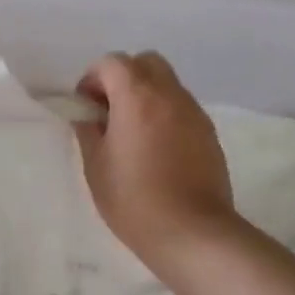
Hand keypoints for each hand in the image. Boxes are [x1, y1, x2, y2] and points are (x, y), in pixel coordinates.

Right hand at [74, 51, 234, 259]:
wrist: (191, 232)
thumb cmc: (133, 199)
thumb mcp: (96, 166)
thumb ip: (88, 131)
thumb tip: (88, 116)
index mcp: (136, 96)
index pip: (112, 62)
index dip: (93, 78)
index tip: (86, 106)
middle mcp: (169, 94)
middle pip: (145, 62)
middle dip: (124, 77)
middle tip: (110, 111)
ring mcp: (194, 112)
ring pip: (167, 83)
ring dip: (146, 95)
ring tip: (133, 132)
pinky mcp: (209, 133)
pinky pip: (182, 107)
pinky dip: (165, 114)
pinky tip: (156, 148)